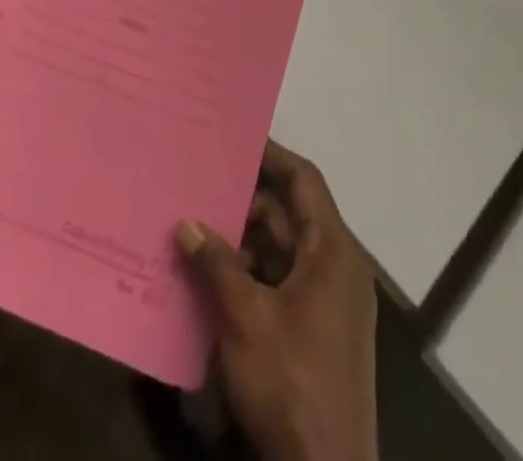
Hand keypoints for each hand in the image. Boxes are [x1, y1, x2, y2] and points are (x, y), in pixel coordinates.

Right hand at [177, 143, 378, 460]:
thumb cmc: (291, 384)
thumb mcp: (245, 318)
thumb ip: (215, 264)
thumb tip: (186, 222)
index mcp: (332, 251)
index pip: (304, 180)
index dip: (271, 155)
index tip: (234, 138)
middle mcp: (336, 268)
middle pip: (290, 214)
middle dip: (245, 200)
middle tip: (201, 181)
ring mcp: (329, 304)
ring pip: (282, 251)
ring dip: (243, 240)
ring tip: (196, 224)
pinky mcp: (316, 334)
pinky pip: (281, 283)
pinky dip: (250, 274)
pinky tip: (211, 275)